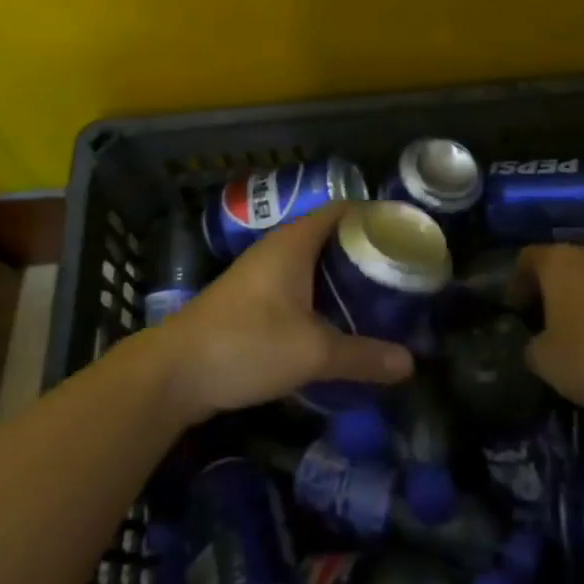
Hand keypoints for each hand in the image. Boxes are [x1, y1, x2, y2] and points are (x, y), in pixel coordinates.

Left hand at [154, 203, 413, 420]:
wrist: (173, 373)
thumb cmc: (246, 344)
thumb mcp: (313, 352)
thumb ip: (363, 356)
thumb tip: (410, 364)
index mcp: (294, 242)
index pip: (343, 210)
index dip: (375, 217)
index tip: (407, 236)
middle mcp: (277, 249)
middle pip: (330, 237)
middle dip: (364, 252)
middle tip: (400, 273)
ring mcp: (260, 274)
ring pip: (312, 264)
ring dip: (342, 278)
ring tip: (378, 297)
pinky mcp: (250, 301)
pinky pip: (296, 287)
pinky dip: (321, 297)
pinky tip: (338, 322)